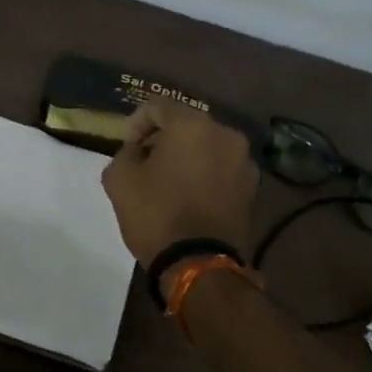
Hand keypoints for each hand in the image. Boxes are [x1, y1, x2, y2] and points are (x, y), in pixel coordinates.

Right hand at [101, 101, 257, 280]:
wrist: (200, 265)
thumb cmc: (156, 214)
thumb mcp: (119, 179)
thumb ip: (125, 153)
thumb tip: (138, 151)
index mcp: (193, 125)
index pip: (158, 106)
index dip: (136, 122)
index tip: (126, 146)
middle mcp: (225, 135)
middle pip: (186, 124)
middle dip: (163, 139)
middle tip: (143, 162)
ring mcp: (244, 162)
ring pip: (207, 147)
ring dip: (186, 157)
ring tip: (167, 181)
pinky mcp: (252, 189)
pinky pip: (221, 169)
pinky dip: (204, 174)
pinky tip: (188, 196)